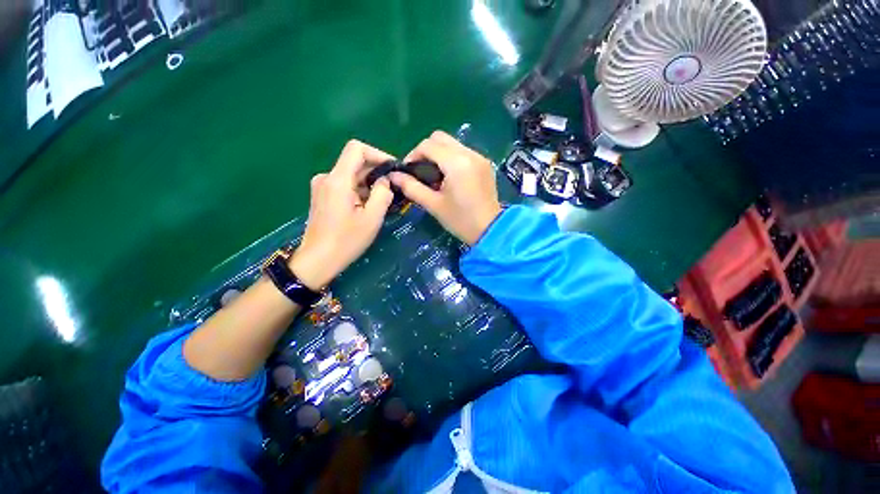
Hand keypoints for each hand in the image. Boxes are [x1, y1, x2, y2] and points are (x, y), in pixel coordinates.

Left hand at [289, 140, 394, 289]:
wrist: (318, 260)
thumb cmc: (346, 241)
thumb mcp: (372, 218)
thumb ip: (383, 194)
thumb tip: (385, 180)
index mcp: (337, 180)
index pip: (356, 149)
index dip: (377, 154)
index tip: (393, 168)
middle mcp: (326, 177)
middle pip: (355, 162)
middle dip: (376, 172)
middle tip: (393, 188)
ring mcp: (322, 186)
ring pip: (351, 175)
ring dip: (369, 184)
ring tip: (383, 201)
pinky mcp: (322, 196)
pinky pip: (344, 185)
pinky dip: (359, 190)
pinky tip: (368, 206)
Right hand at [390, 131, 501, 244]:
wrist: (490, 230)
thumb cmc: (460, 220)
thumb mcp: (433, 205)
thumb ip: (412, 187)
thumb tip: (393, 176)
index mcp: (456, 163)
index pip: (428, 145)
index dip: (413, 155)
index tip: (408, 171)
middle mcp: (469, 154)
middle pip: (440, 138)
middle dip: (426, 151)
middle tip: (420, 171)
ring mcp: (480, 157)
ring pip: (453, 143)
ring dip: (439, 154)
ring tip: (435, 175)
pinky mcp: (485, 164)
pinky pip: (463, 152)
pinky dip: (452, 158)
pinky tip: (450, 177)